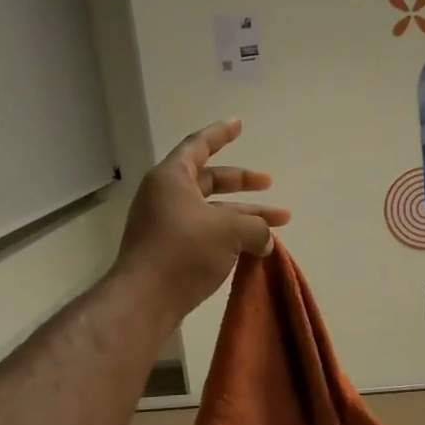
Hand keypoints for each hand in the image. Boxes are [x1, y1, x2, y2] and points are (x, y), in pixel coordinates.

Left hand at [114, 119, 290, 324]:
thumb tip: (265, 239)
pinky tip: (255, 249)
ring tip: (279, 226)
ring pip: (213, 212)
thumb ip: (256, 227)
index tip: (239, 124)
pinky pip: (206, 235)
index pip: (198, 146)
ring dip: (244, 216)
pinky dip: (231, 237)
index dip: (220, 134)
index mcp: (172, 178)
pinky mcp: (170, 252)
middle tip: (269, 183)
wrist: (145, 300)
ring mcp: (166, 226)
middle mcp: (166, 197)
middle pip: (209, 181)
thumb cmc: (184, 251)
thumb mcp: (229, 230)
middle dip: (242, 183)